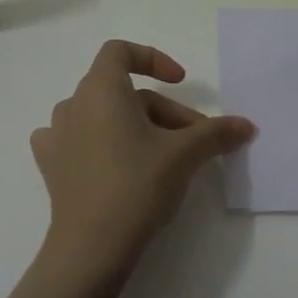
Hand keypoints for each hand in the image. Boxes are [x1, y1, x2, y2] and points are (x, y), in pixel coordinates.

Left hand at [30, 40, 256, 287]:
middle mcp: (73, 104)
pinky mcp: (51, 166)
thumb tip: (247, 125)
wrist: (92, 245)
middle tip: (194, 143)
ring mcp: (56, 135)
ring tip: (161, 158)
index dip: (153, 59)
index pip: (120, 51)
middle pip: (124, 93)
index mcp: (100, 89)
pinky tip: (114, 164)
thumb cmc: (137, 184)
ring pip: (103, 117)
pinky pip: (77, 141)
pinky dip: (99, 144)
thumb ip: (216, 133)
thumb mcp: (184, 155)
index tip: (180, 82)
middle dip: (164, 113)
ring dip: (135, 128)